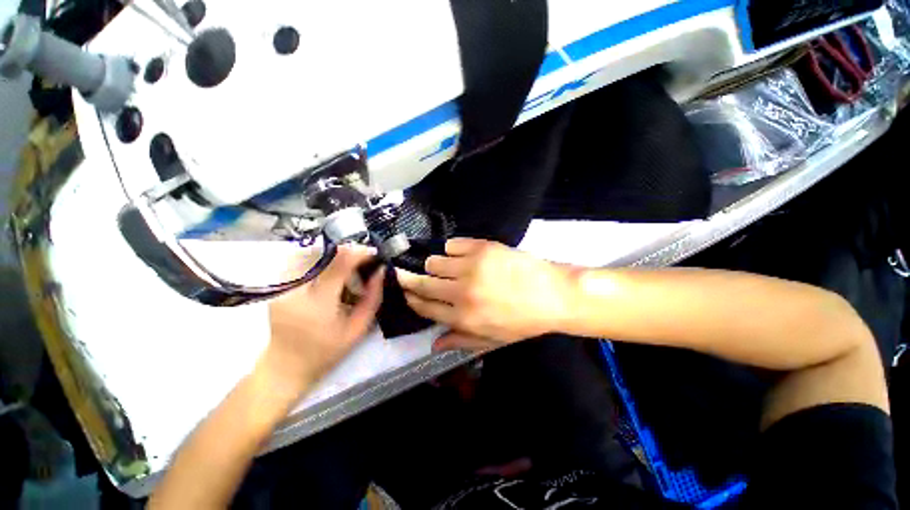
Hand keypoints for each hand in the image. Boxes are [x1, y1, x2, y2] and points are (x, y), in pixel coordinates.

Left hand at [264, 244, 383, 396]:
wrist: (286, 365)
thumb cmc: (327, 351)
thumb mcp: (358, 328)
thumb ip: (373, 298)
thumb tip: (381, 271)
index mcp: (318, 304)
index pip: (339, 265)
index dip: (358, 253)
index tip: (374, 253)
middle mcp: (295, 291)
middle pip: (320, 253)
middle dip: (345, 249)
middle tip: (361, 256)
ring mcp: (281, 287)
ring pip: (306, 252)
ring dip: (330, 251)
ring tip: (346, 260)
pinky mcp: (277, 286)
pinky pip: (297, 260)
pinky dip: (316, 257)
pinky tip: (327, 266)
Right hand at [397, 238, 572, 347]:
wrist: (554, 295)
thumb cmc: (523, 321)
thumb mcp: (492, 340)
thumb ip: (460, 342)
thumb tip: (433, 345)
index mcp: (463, 318)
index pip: (424, 307)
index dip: (411, 298)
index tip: (405, 291)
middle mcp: (461, 291)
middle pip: (422, 283)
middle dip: (409, 279)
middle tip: (405, 274)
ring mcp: (471, 266)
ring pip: (434, 261)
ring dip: (435, 265)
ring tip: (445, 267)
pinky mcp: (482, 247)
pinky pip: (452, 244)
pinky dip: (452, 249)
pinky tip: (461, 255)